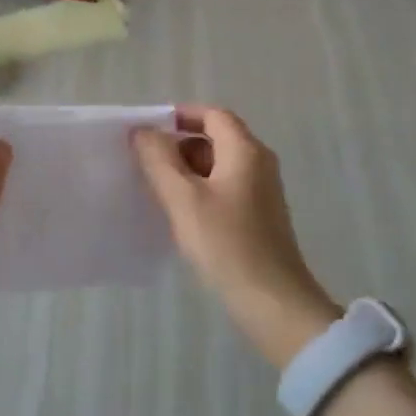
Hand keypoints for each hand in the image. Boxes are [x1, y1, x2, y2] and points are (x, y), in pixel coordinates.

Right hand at [134, 107, 339, 367]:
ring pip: (217, 165)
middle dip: (179, 145)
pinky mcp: (258, 216)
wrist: (271, 301)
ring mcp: (261, 191)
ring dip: (186, 170)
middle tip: (146, 163)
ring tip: (156, 189)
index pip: (212, 115)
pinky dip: (199, 190)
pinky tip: (179, 213)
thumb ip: (158, 159)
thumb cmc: (225, 243)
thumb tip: (143, 132)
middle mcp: (258, 164)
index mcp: (245, 151)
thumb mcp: (182, 198)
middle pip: (215, 138)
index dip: (180, 116)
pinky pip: (224, 188)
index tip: (148, 131)